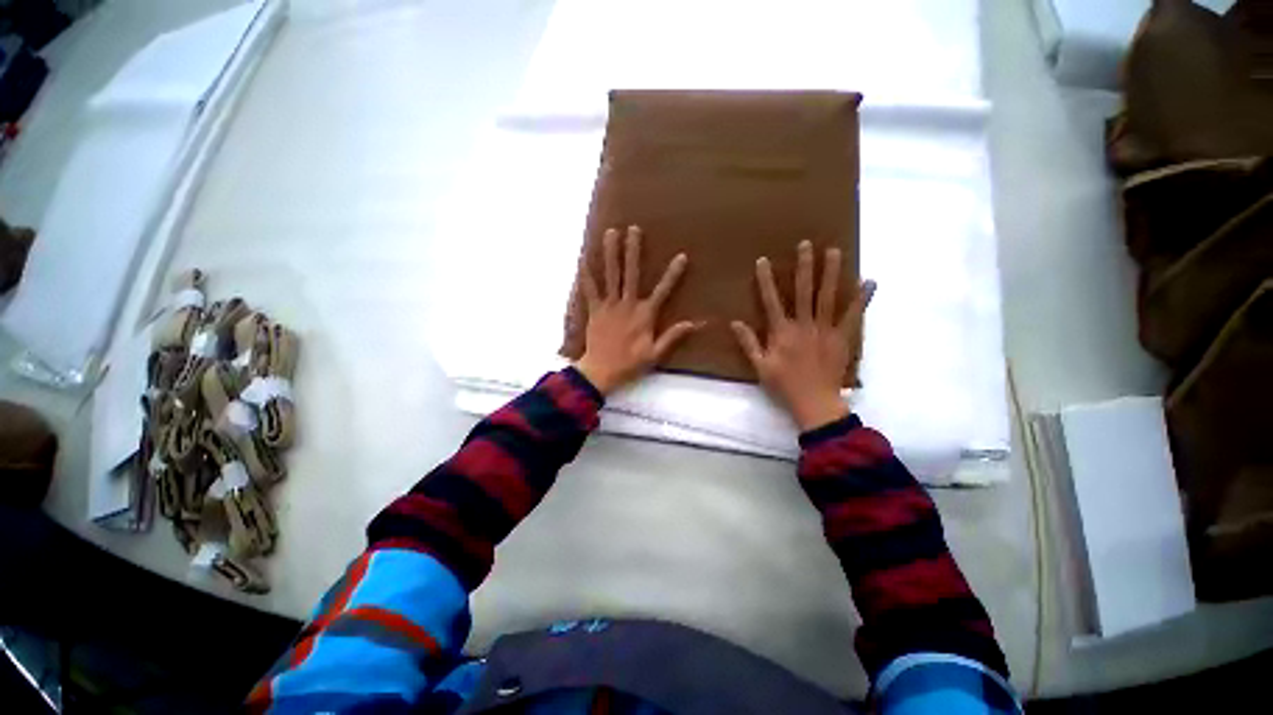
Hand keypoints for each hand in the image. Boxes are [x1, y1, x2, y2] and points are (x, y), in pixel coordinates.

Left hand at [575, 226, 702, 394]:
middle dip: (633, 251)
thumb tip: (693, 324)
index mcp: (644, 315)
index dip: (673, 274)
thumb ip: (672, 337)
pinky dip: (585, 274)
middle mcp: (627, 305)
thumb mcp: (655, 354)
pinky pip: (589, 289)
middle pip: (631, 274)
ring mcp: (609, 306)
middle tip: (634, 229)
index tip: (681, 256)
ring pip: (610, 275)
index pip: (662, 290)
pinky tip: (582, 257)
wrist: (601, 371)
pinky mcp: (594, 310)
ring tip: (611, 232)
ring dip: (611, 253)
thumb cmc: (630, 363)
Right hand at [731, 240, 874, 431]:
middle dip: (804, 267)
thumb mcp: (760, 366)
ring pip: (828, 297)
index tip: (763, 260)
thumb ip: (748, 343)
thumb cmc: (784, 385)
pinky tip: (869, 281)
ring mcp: (825, 330)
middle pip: (804, 292)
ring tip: (834, 251)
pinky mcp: (842, 337)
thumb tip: (735, 322)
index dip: (766, 280)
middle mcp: (804, 325)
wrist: (815, 402)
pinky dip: (861, 299)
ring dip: (831, 273)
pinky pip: (853, 316)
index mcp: (782, 332)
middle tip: (806, 244)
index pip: (771, 301)